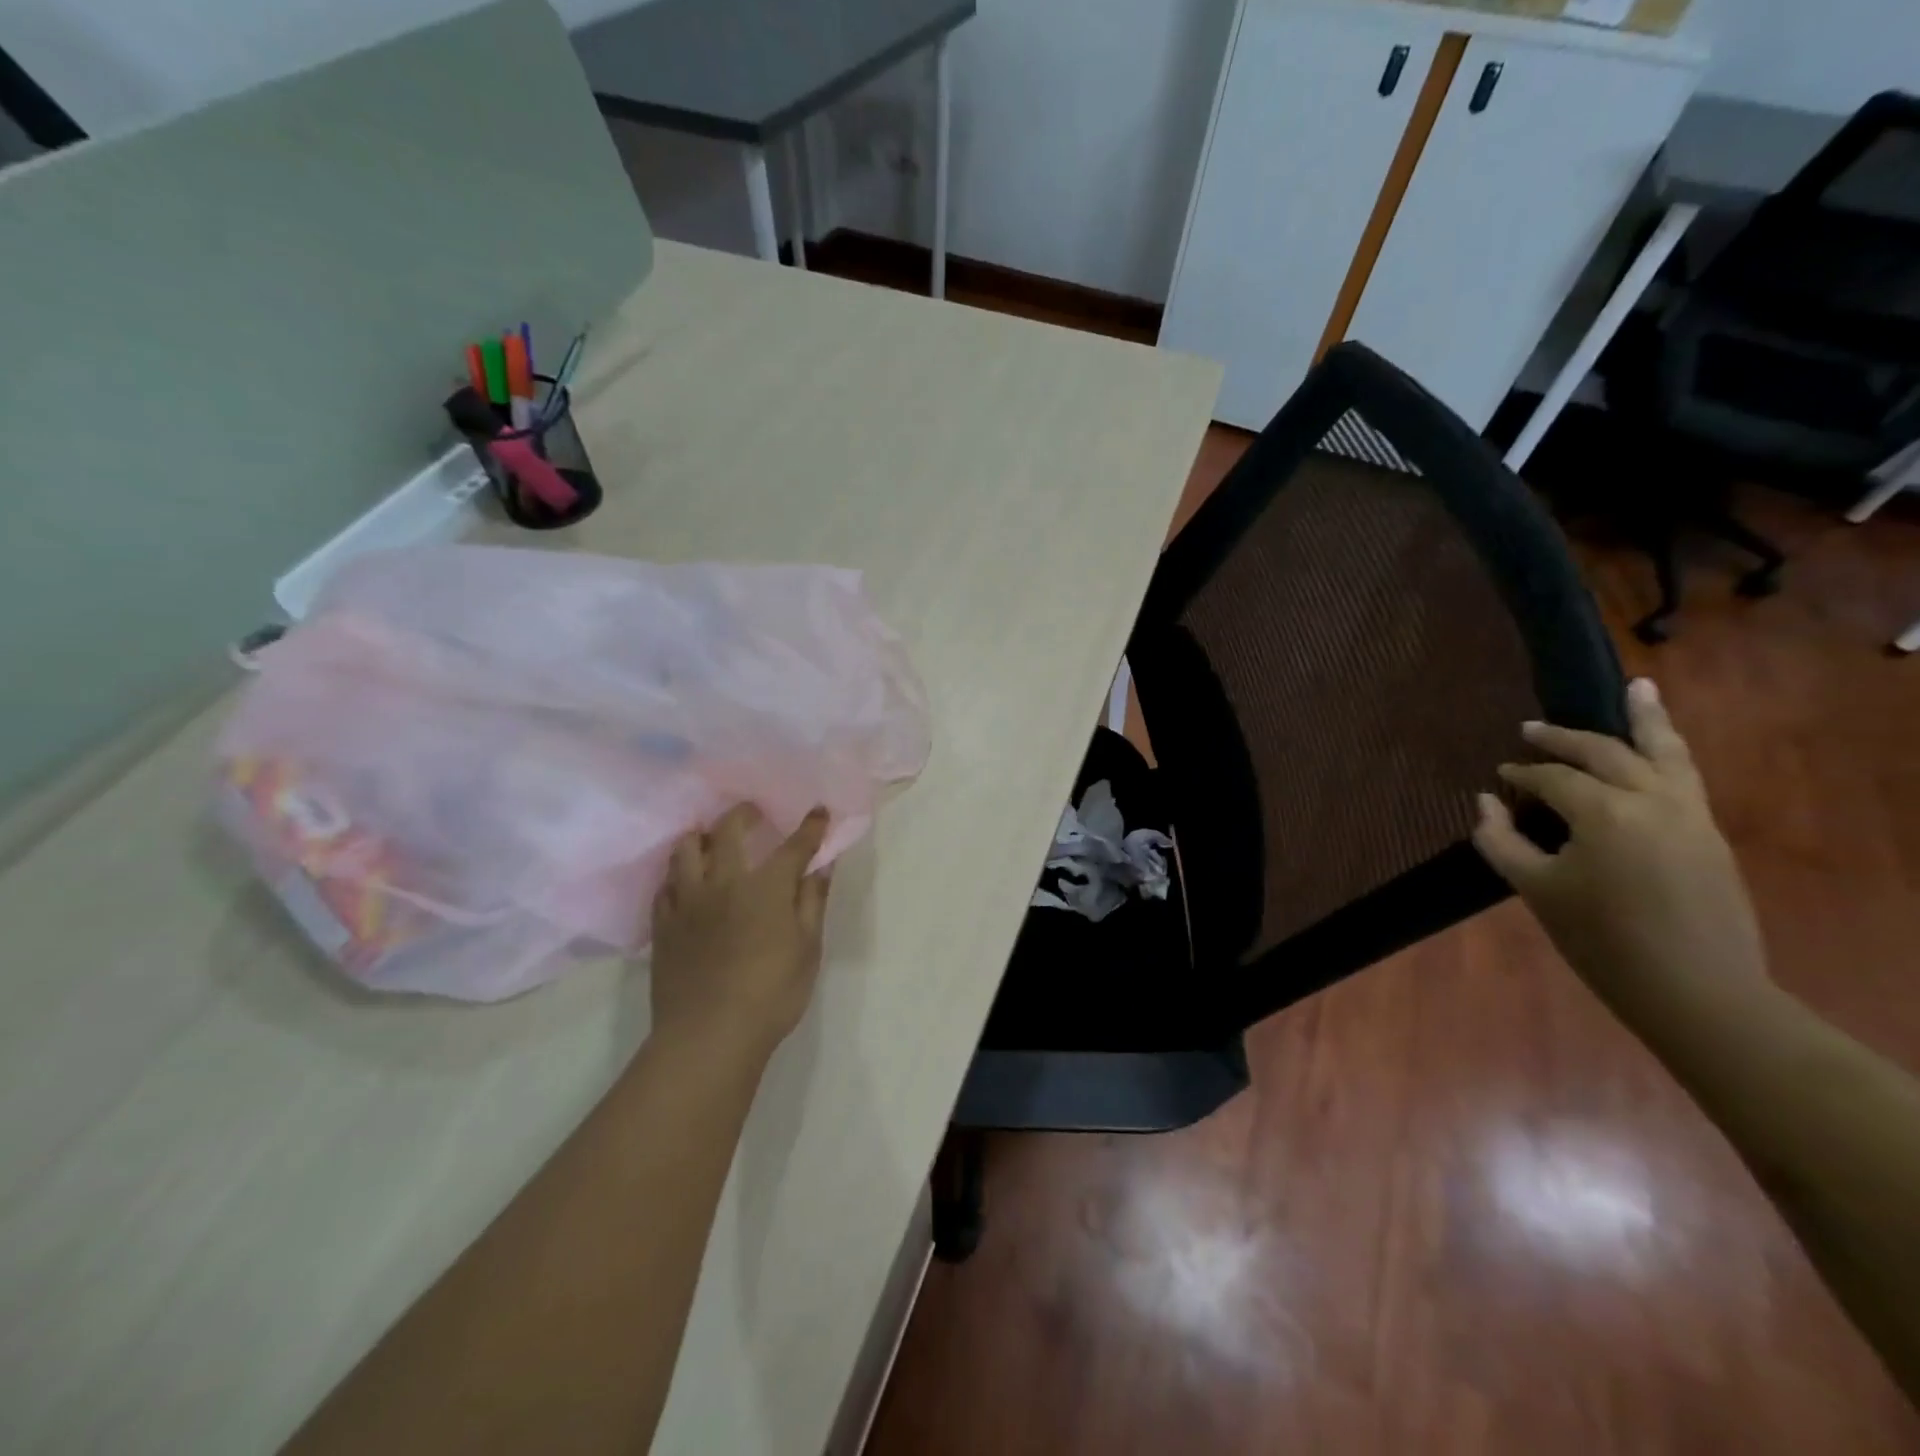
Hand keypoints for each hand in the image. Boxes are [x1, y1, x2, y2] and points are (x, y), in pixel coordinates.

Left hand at [649, 804, 833, 1067]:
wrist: (708, 1035)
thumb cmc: (772, 993)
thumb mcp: (808, 949)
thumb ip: (812, 901)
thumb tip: (821, 866)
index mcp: (766, 887)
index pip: (793, 846)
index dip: (809, 827)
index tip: (818, 811)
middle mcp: (724, 882)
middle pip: (729, 831)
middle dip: (744, 814)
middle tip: (753, 812)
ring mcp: (687, 901)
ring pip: (686, 849)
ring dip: (702, 836)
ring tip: (711, 838)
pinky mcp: (663, 924)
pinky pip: (665, 885)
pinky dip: (678, 874)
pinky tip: (685, 880)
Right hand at [1471, 678, 1769, 1025]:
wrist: (1696, 991)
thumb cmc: (1601, 940)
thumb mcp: (1535, 889)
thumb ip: (1500, 840)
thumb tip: (1484, 801)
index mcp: (1605, 813)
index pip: (1553, 779)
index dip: (1521, 774)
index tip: (1498, 775)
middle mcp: (1653, 800)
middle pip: (1606, 753)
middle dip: (1565, 738)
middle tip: (1531, 728)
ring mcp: (1691, 814)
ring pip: (1665, 753)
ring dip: (1646, 719)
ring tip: (1638, 687)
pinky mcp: (1710, 833)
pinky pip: (1686, 776)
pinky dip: (1669, 750)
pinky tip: (1657, 744)